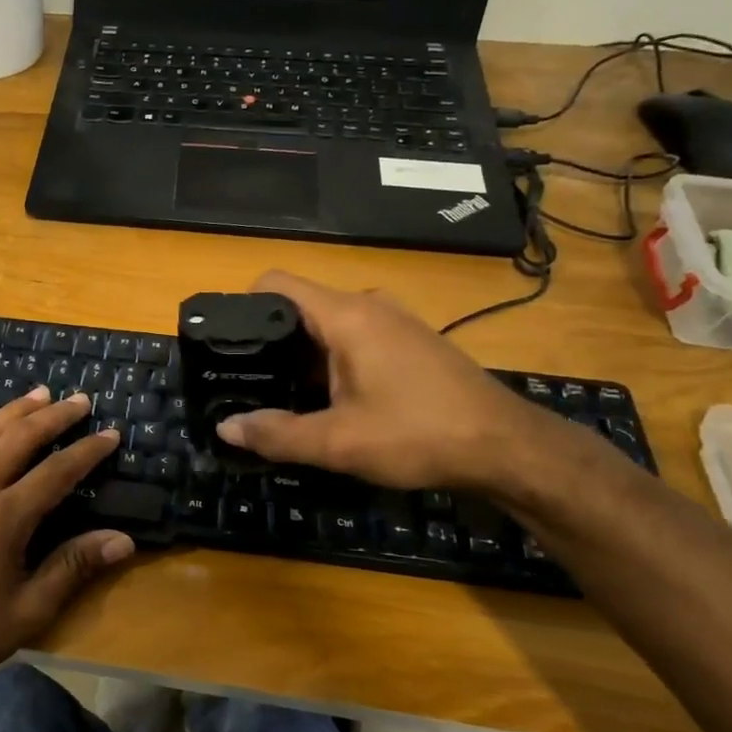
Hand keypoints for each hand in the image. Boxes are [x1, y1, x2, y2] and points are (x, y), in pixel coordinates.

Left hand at [0, 387, 134, 695]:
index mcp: (4, 518)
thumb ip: (73, 568)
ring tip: (37, 394)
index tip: (109, 433)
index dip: (87, 451)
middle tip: (78, 400)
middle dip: (54, 417)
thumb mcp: (28, 611)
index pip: (57, 472)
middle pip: (19, 440)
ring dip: (11, 411)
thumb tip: (123, 540)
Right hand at [216, 270, 543, 490]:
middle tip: (247, 382)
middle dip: (270, 342)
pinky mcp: (411, 341)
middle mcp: (368, 306)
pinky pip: (355, 338)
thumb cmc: (418, 434)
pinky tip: (332, 401)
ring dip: (302, 357)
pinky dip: (332, 362)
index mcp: (345, 315)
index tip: (226, 345)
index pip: (276, 284)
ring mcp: (395, 321)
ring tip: (282, 396)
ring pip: (328, 327)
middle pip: (299, 308)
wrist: (507, 446)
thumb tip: (225, 428)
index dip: (242, 306)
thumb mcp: (338, 442)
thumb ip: (276, 434)